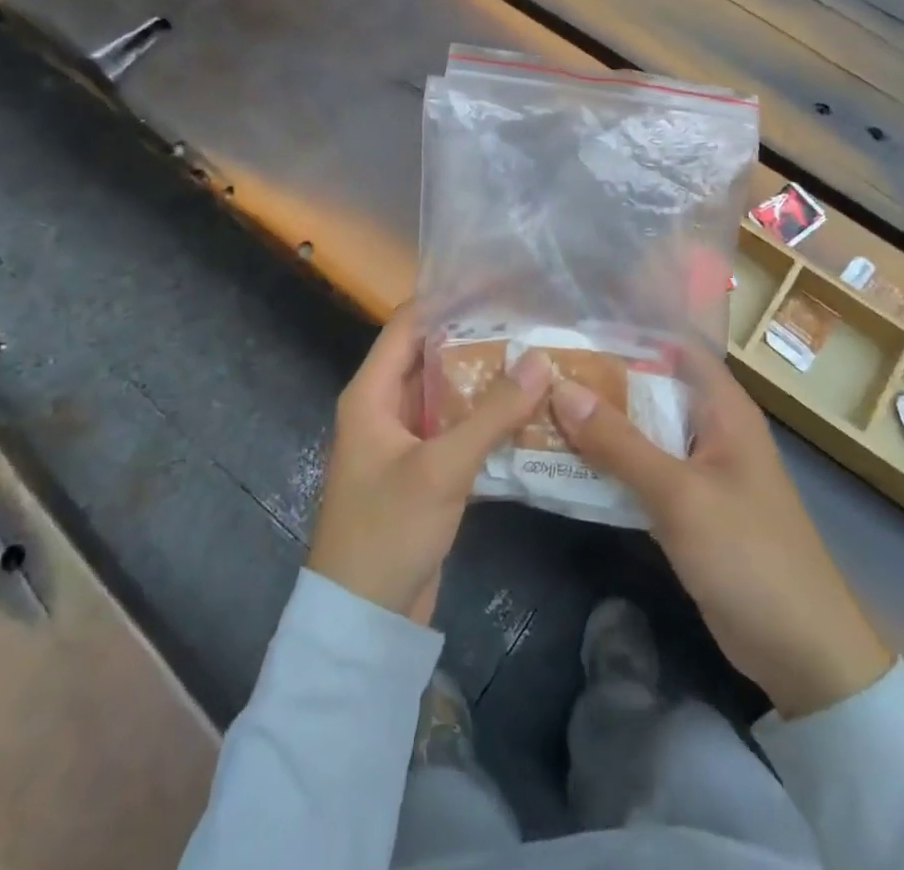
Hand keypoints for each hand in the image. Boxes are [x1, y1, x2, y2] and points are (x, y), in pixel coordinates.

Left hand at [307, 304, 552, 623]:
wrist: (364, 619)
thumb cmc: (388, 530)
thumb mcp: (441, 467)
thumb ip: (492, 413)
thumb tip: (539, 358)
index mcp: (372, 392)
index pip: (409, 324)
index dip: (448, 300)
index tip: (497, 284)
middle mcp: (385, 407)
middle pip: (432, 356)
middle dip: (477, 339)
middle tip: (531, 322)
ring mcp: (405, 440)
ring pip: (449, 394)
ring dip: (487, 381)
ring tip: (538, 358)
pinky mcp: (424, 470)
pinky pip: (457, 430)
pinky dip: (487, 419)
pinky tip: (529, 412)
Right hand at [547, 347, 893, 718]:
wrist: (803, 654)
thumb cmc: (749, 555)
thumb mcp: (679, 494)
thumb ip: (620, 443)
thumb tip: (562, 390)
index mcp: (723, 409)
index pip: (675, 348)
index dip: (629, 334)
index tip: (575, 330)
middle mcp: (710, 429)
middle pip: (651, 389)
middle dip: (601, 381)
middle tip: (542, 372)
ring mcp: (698, 470)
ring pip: (642, 432)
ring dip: (600, 425)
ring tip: (541, 407)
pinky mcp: (687, 508)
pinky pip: (642, 472)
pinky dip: (609, 464)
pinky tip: (565, 462)